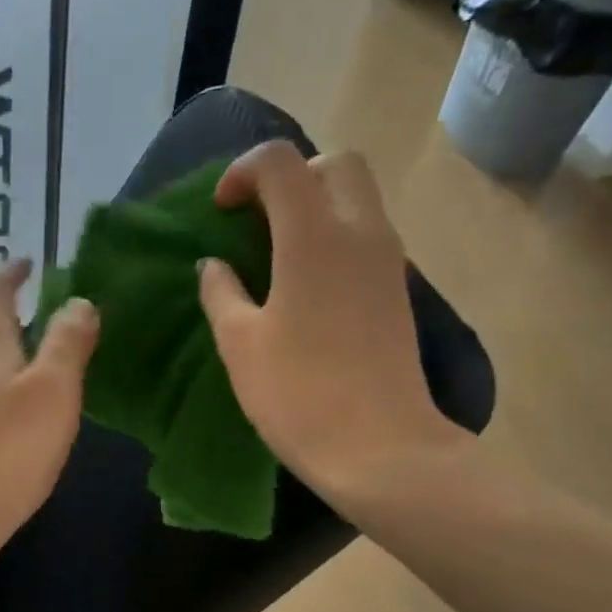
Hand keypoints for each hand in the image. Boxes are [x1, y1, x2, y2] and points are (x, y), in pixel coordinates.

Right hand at [198, 142, 469, 516]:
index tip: (221, 212)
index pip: (281, 162)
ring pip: (357, 199)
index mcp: (314, 236)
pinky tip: (305, 285)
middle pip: (334, 164)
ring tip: (275, 253)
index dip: (242, 172)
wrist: (381, 449)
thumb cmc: (299, 394)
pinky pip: (366, 235)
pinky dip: (334, 236)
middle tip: (257, 220)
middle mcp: (360, 232)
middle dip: (291, 176)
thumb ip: (221, 293)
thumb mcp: (241, 344)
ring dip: (315, 206)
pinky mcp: (398, 291)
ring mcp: (388, 261)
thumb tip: (214, 266)